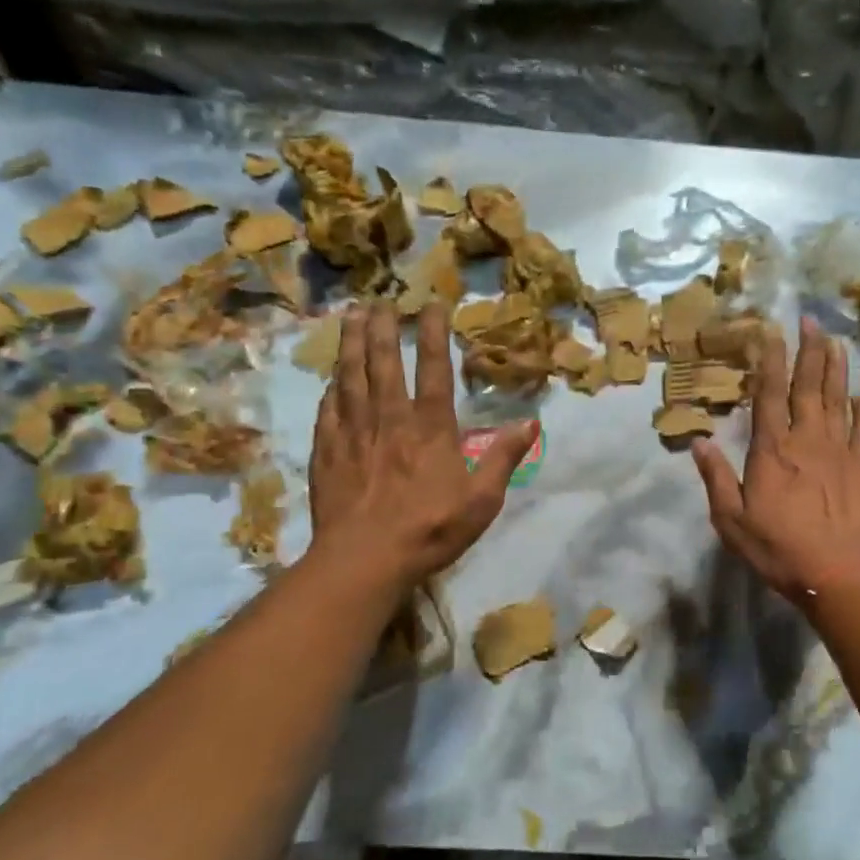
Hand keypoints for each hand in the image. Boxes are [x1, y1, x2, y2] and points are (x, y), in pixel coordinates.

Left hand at [304, 300, 534, 586]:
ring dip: (352, 344)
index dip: (433, 334)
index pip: (434, 370)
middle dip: (383, 328)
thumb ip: (504, 457)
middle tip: (381, 299)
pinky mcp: (327, 452)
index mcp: (430, 428)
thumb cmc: (430, 529)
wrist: (364, 559)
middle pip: (384, 363)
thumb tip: (531, 422)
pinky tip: (331, 377)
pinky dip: (332, 387)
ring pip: (351, 377)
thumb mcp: (482, 500)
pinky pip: (329, 409)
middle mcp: (390, 419)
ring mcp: (354, 433)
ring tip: (351, 315)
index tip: (431, 305)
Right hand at [690, 316, 859, 606]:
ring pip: (838, 399)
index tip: (773, 332)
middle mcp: (807, 440)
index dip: (771, 361)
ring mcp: (840, 451)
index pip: (769, 395)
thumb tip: (699, 441)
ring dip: (836, 369)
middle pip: (808, 387)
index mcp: (772, 450)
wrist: (836, 576)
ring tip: (836, 341)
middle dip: (809, 351)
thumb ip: (716, 478)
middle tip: (811, 320)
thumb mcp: (731, 520)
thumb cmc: (777, 549)